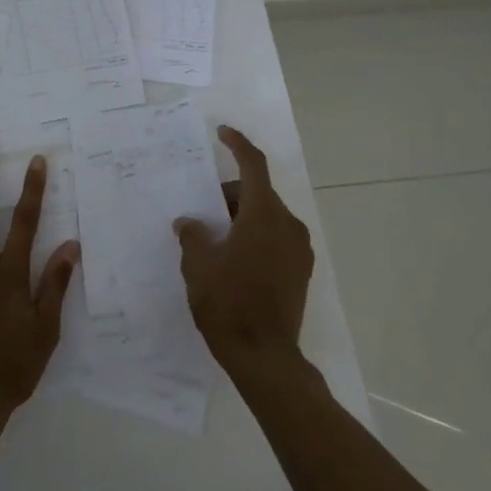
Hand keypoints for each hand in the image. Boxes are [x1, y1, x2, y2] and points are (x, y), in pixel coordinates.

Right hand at [175, 125, 312, 377]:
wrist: (266, 358)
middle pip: (258, 194)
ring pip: (267, 217)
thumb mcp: (199, 266)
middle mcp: (288, 226)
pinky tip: (231, 258)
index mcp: (263, 216)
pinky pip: (275, 238)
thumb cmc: (228, 304)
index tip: (222, 133)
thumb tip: (189, 223)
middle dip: (229, 195)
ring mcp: (299, 250)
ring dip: (241, 217)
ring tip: (212, 238)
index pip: (253, 166)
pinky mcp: (300, 272)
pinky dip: (253, 236)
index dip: (238, 145)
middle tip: (201, 211)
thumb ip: (193, 235)